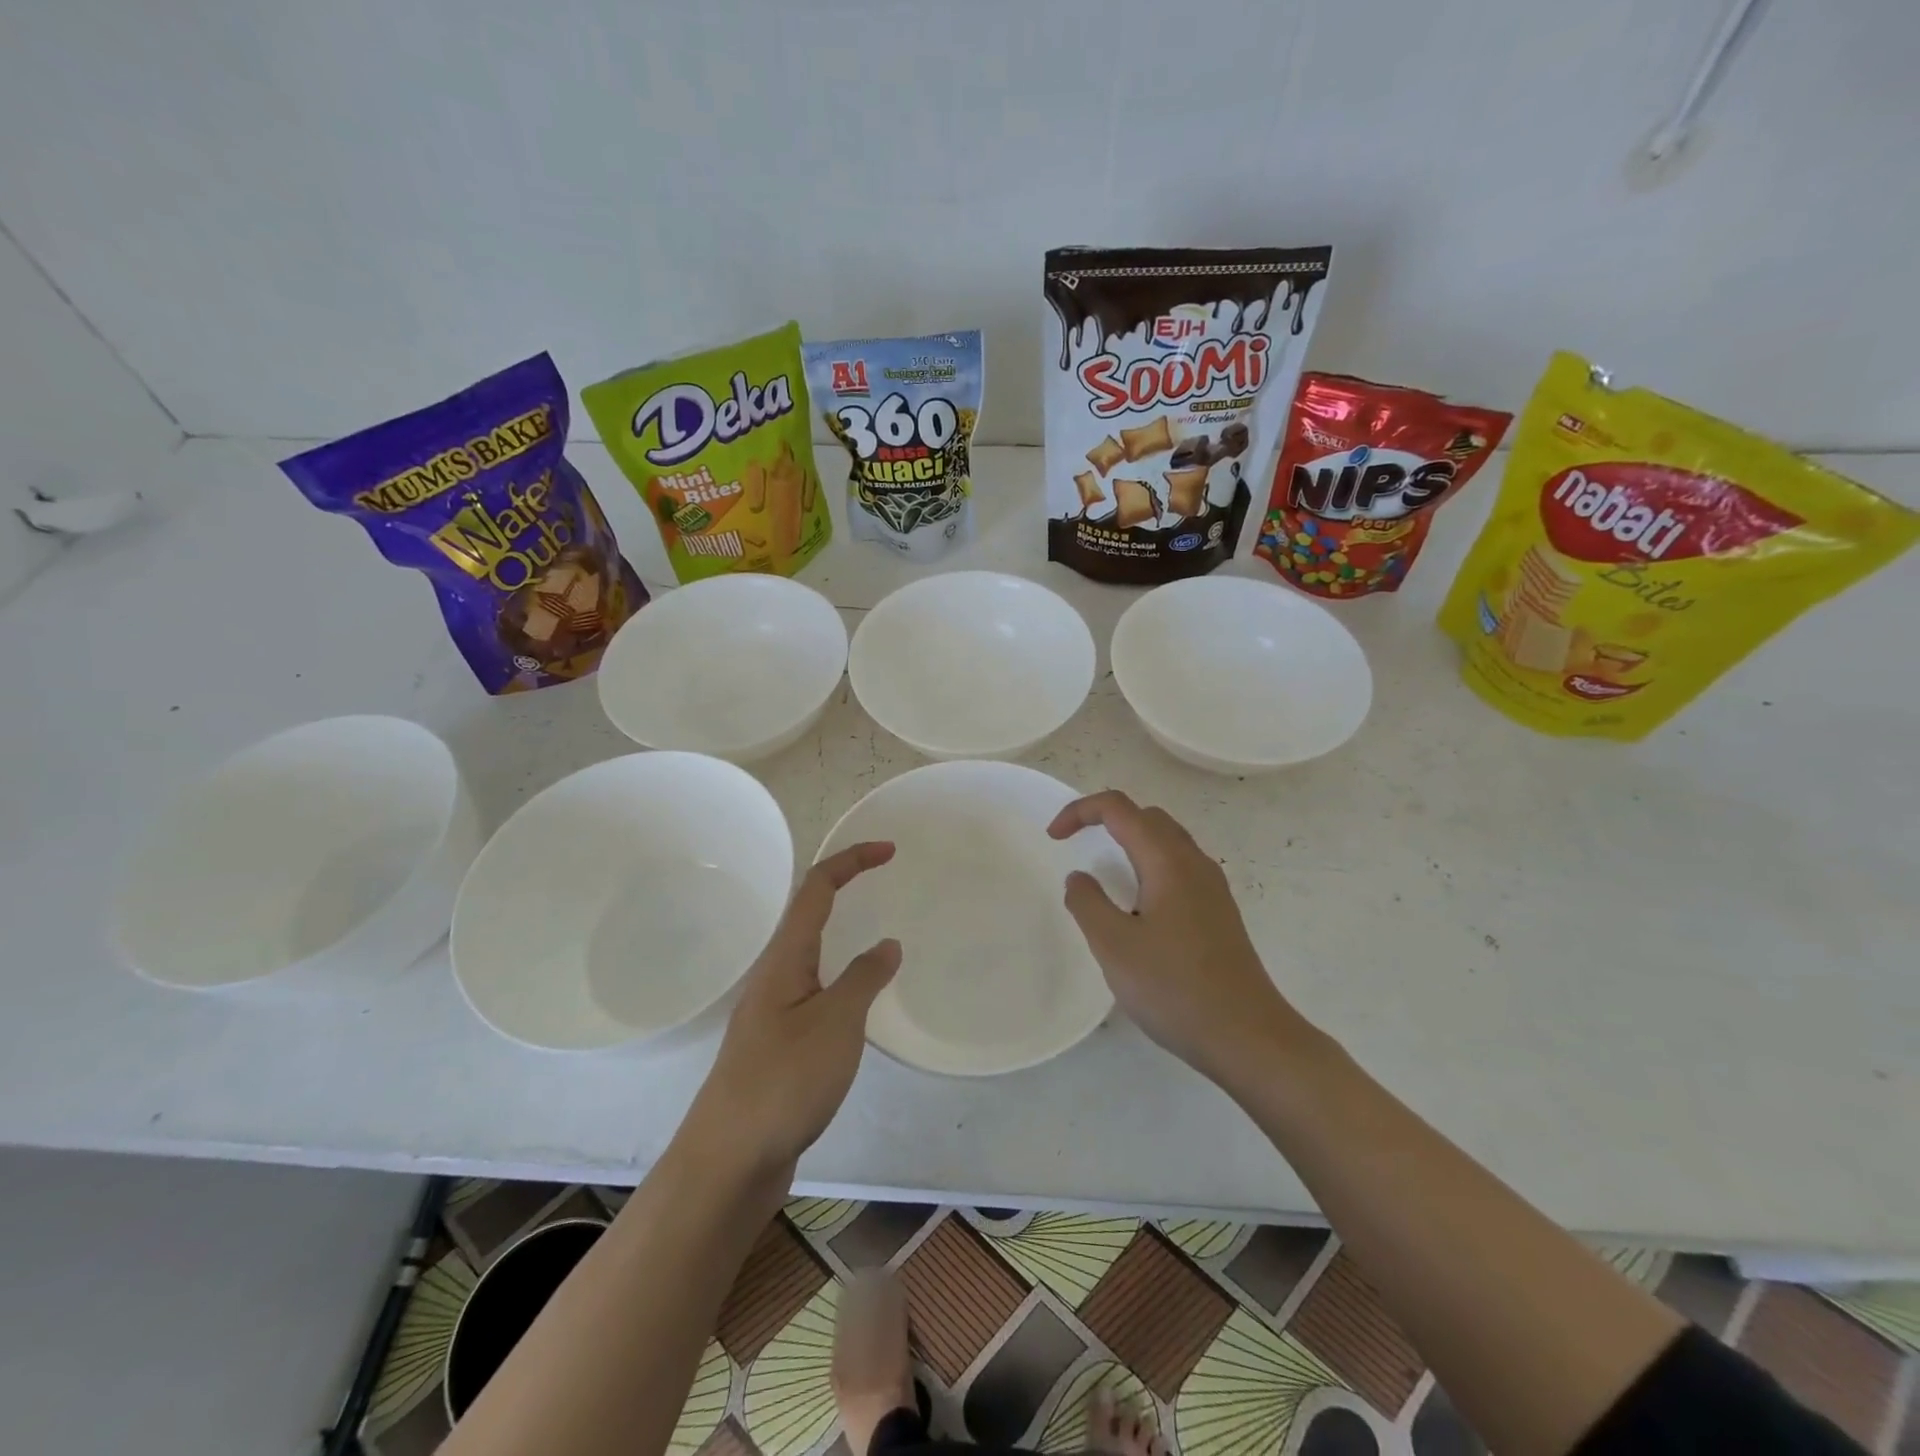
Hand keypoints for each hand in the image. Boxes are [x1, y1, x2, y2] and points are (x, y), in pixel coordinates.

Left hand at [682, 842, 900, 1175]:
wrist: (729, 1160)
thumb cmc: (784, 1080)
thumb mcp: (837, 1022)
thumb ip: (864, 977)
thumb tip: (886, 944)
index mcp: (785, 958)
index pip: (818, 888)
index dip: (852, 861)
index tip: (889, 850)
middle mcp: (775, 974)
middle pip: (810, 913)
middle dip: (847, 888)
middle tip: (888, 884)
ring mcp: (774, 1010)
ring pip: (812, 954)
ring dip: (844, 933)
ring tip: (882, 938)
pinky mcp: (779, 1043)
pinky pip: (816, 991)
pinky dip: (843, 977)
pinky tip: (859, 1001)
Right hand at [1048, 791, 1303, 1084]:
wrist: (1248, 1037)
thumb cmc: (1175, 988)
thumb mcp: (1114, 946)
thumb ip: (1087, 903)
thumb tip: (1080, 877)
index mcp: (1168, 861)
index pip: (1119, 808)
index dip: (1080, 811)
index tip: (1054, 838)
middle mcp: (1194, 863)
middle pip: (1147, 816)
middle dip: (1106, 820)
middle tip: (1077, 845)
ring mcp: (1212, 888)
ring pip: (1166, 841)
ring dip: (1130, 842)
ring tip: (1104, 874)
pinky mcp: (1219, 913)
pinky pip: (1179, 868)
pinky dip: (1149, 866)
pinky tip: (1138, 907)